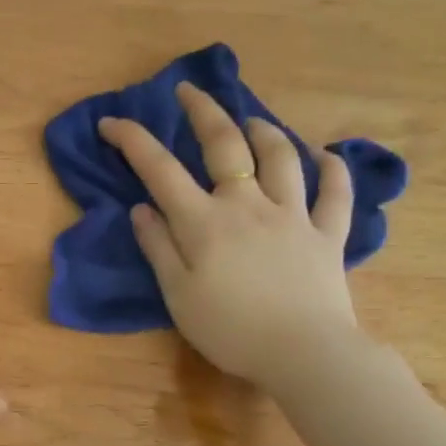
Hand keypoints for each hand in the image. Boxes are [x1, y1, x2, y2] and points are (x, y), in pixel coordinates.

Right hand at [98, 83, 360, 385]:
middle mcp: (247, 204)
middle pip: (225, 144)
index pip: (159, 168)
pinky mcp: (328, 234)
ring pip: (281, 158)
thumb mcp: (177, 294)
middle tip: (189, 90)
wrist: (305, 354)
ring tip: (252, 120)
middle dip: (203, 110)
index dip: (131, 139)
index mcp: (204, 221)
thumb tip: (140, 208)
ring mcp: (293, 215)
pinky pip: (335, 194)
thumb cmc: (231, 329)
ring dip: (265, 131)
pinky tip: (325, 156)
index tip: (110, 122)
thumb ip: (158, 247)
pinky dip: (333, 170)